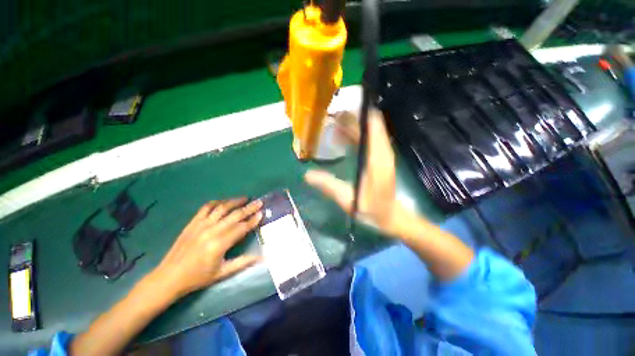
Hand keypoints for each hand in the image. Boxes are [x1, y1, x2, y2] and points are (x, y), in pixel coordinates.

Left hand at [150, 198, 262, 298]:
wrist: (169, 277)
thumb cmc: (198, 277)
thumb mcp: (222, 273)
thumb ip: (243, 262)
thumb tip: (262, 256)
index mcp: (219, 244)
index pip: (241, 228)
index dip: (253, 220)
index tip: (262, 213)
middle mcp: (211, 231)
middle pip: (234, 215)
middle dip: (249, 208)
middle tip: (259, 202)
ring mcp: (201, 225)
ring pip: (221, 208)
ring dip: (235, 201)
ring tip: (245, 198)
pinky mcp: (192, 223)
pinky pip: (206, 207)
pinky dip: (217, 202)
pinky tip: (224, 202)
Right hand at [305, 109, 401, 234]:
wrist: (391, 217)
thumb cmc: (372, 210)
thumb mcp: (349, 200)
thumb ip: (329, 186)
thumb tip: (307, 175)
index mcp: (377, 157)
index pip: (372, 124)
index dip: (358, 113)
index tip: (338, 109)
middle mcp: (382, 150)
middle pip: (368, 124)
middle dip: (349, 118)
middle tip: (328, 117)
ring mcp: (381, 153)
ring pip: (367, 130)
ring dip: (350, 125)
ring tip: (330, 124)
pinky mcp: (378, 157)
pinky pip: (366, 139)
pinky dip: (354, 134)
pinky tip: (340, 138)